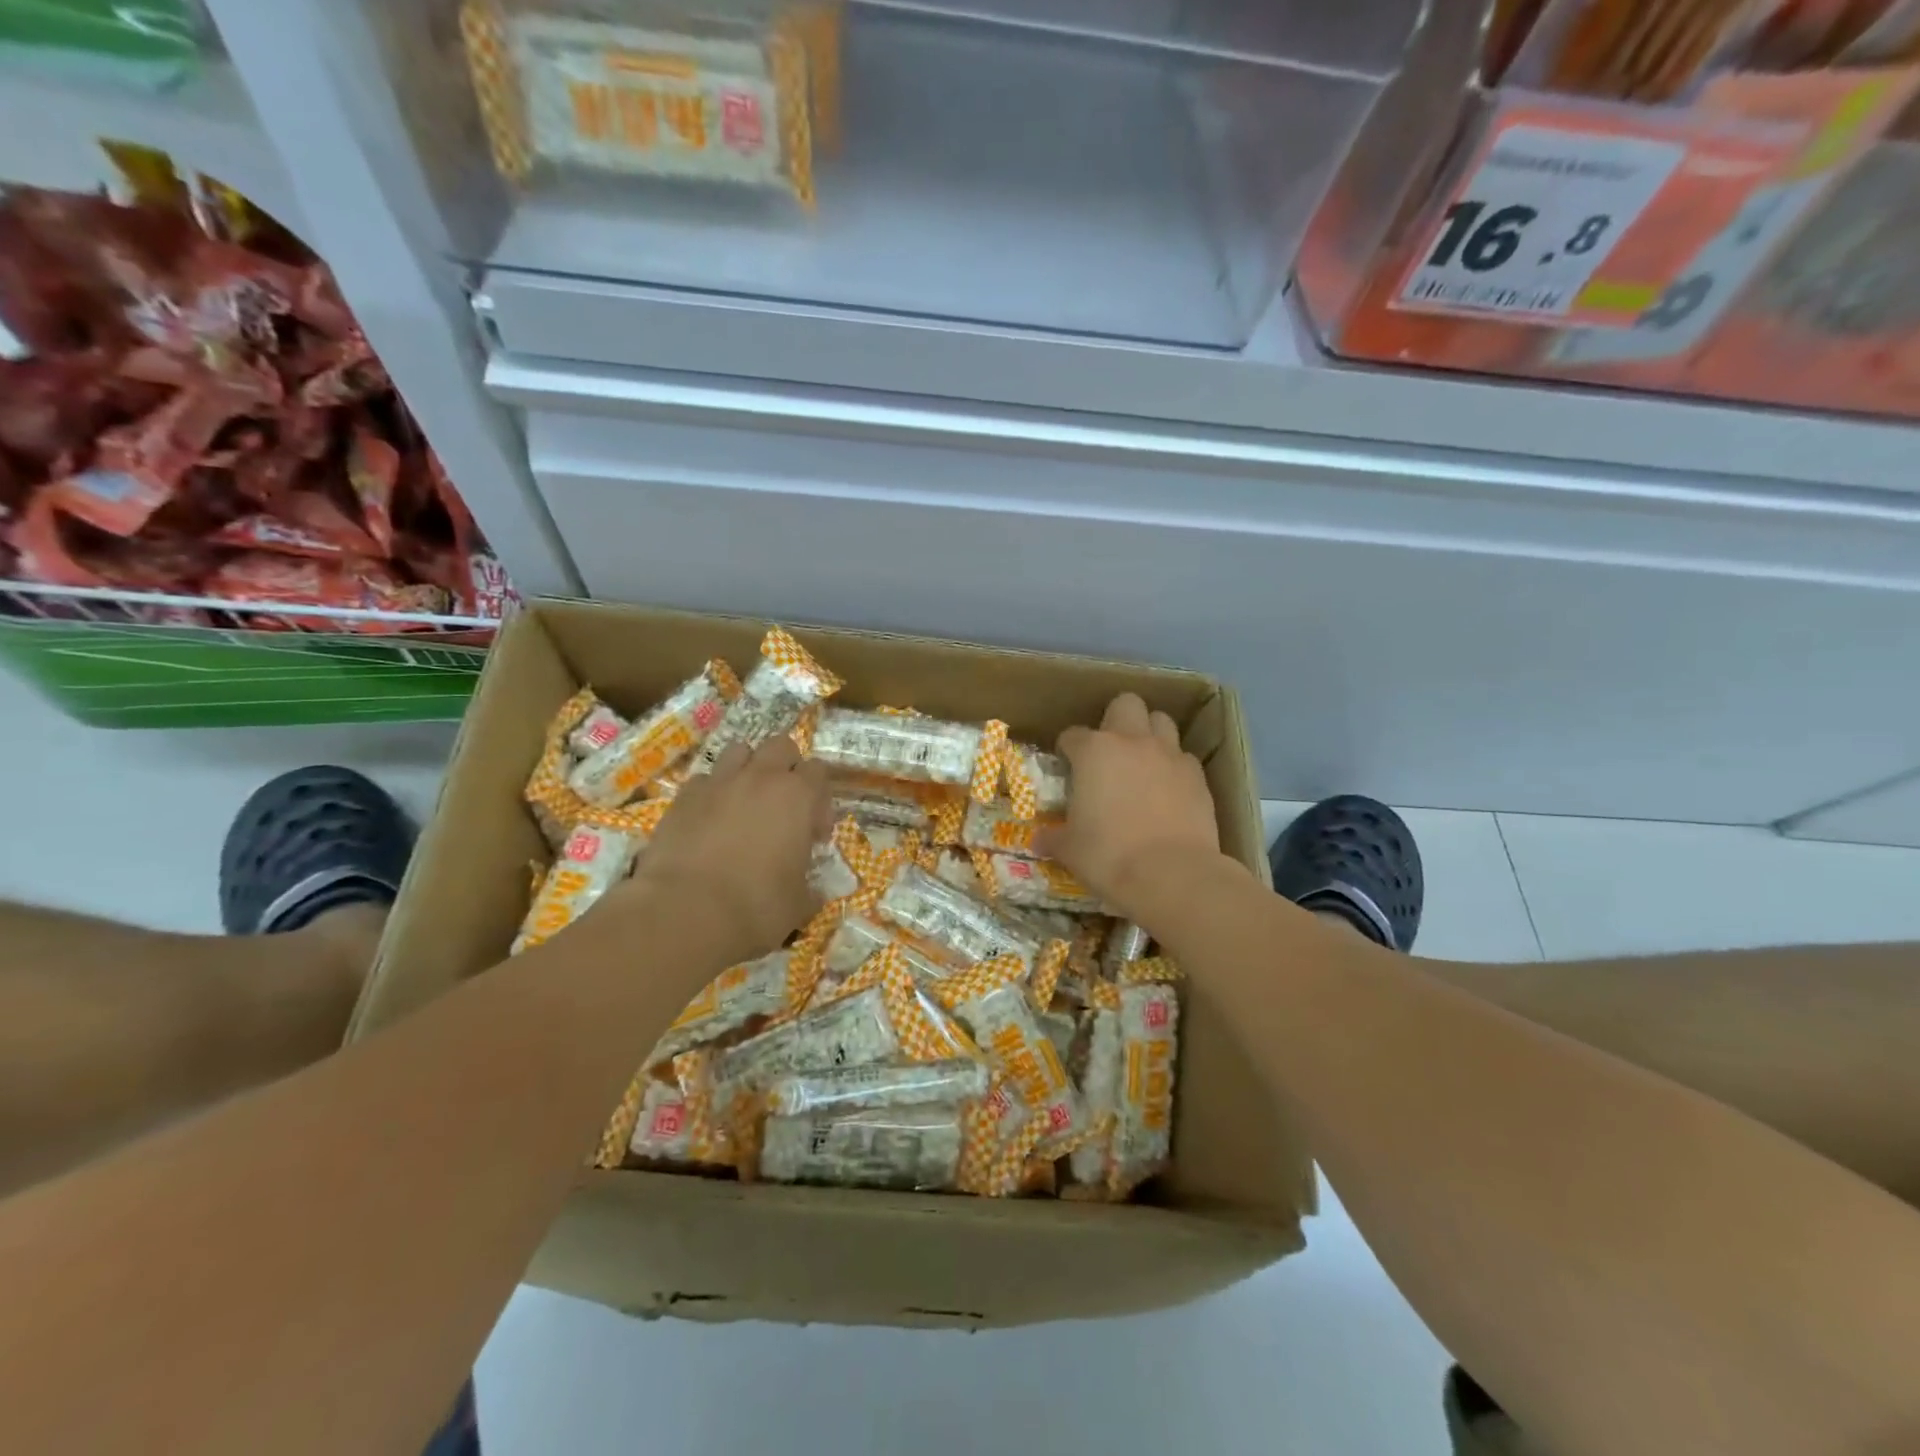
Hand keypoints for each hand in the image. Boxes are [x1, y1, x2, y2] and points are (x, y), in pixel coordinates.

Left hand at [627, 736, 829, 966]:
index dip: (820, 800)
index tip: (814, 835)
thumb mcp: (798, 905)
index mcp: (797, 797)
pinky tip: (708, 822)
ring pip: (739, 751)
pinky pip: (703, 780)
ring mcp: (718, 782)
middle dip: (786, 768)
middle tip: (783, 807)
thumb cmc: (756, 907)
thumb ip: (810, 889)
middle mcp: (760, 778)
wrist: (684, 913)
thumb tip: (814, 892)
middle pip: (781, 746)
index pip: (819, 771)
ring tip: (745, 804)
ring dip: (748, 770)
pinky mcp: (682, 797)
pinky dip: (711, 793)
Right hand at [1038, 693, 1226, 921]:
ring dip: (1149, 734)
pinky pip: (1183, 758)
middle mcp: (1132, 742)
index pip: (1072, 735)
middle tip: (1109, 751)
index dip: (1068, 749)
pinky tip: (1168, 791)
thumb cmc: (1108, 856)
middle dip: (1116, 719)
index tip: (1067, 766)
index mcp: (1094, 751)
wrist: (1171, 874)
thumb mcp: (1070, 849)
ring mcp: (1169, 755)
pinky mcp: (1198, 776)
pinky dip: (1173, 767)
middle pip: (1126, 704)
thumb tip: (1039, 841)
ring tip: (1141, 763)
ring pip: (1161, 721)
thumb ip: (1054, 838)